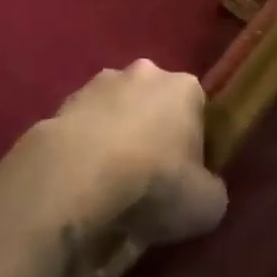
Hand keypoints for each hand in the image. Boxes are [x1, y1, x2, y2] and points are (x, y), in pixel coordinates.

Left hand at [20, 61, 227, 253]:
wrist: (79, 174)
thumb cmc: (155, 182)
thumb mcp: (206, 205)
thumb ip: (211, 191)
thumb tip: (203, 190)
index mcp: (185, 87)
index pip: (197, 109)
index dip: (193, 143)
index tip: (184, 176)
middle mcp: (145, 72)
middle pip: (155, 103)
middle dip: (152, 132)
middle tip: (147, 178)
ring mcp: (100, 82)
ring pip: (116, 110)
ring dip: (116, 136)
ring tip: (109, 183)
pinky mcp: (65, 101)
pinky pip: (84, 126)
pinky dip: (85, 146)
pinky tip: (82, 180)